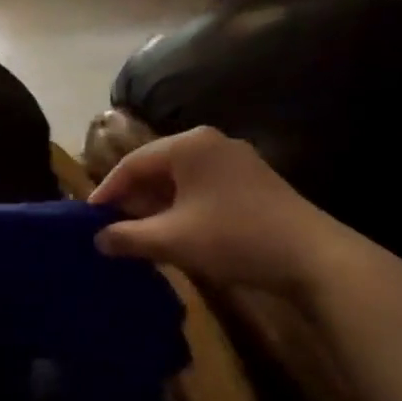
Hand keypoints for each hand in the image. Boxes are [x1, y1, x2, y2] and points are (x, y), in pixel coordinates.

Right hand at [89, 126, 367, 290]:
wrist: (312, 257)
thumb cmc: (233, 238)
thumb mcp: (172, 240)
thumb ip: (128, 237)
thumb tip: (98, 239)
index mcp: (188, 145)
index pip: (133, 163)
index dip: (107, 191)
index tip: (88, 218)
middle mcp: (211, 142)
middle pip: (157, 167)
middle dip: (133, 198)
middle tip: (111, 227)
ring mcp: (236, 161)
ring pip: (181, 179)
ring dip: (158, 206)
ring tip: (139, 233)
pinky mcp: (254, 181)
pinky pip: (204, 188)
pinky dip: (183, 207)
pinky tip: (177, 232)